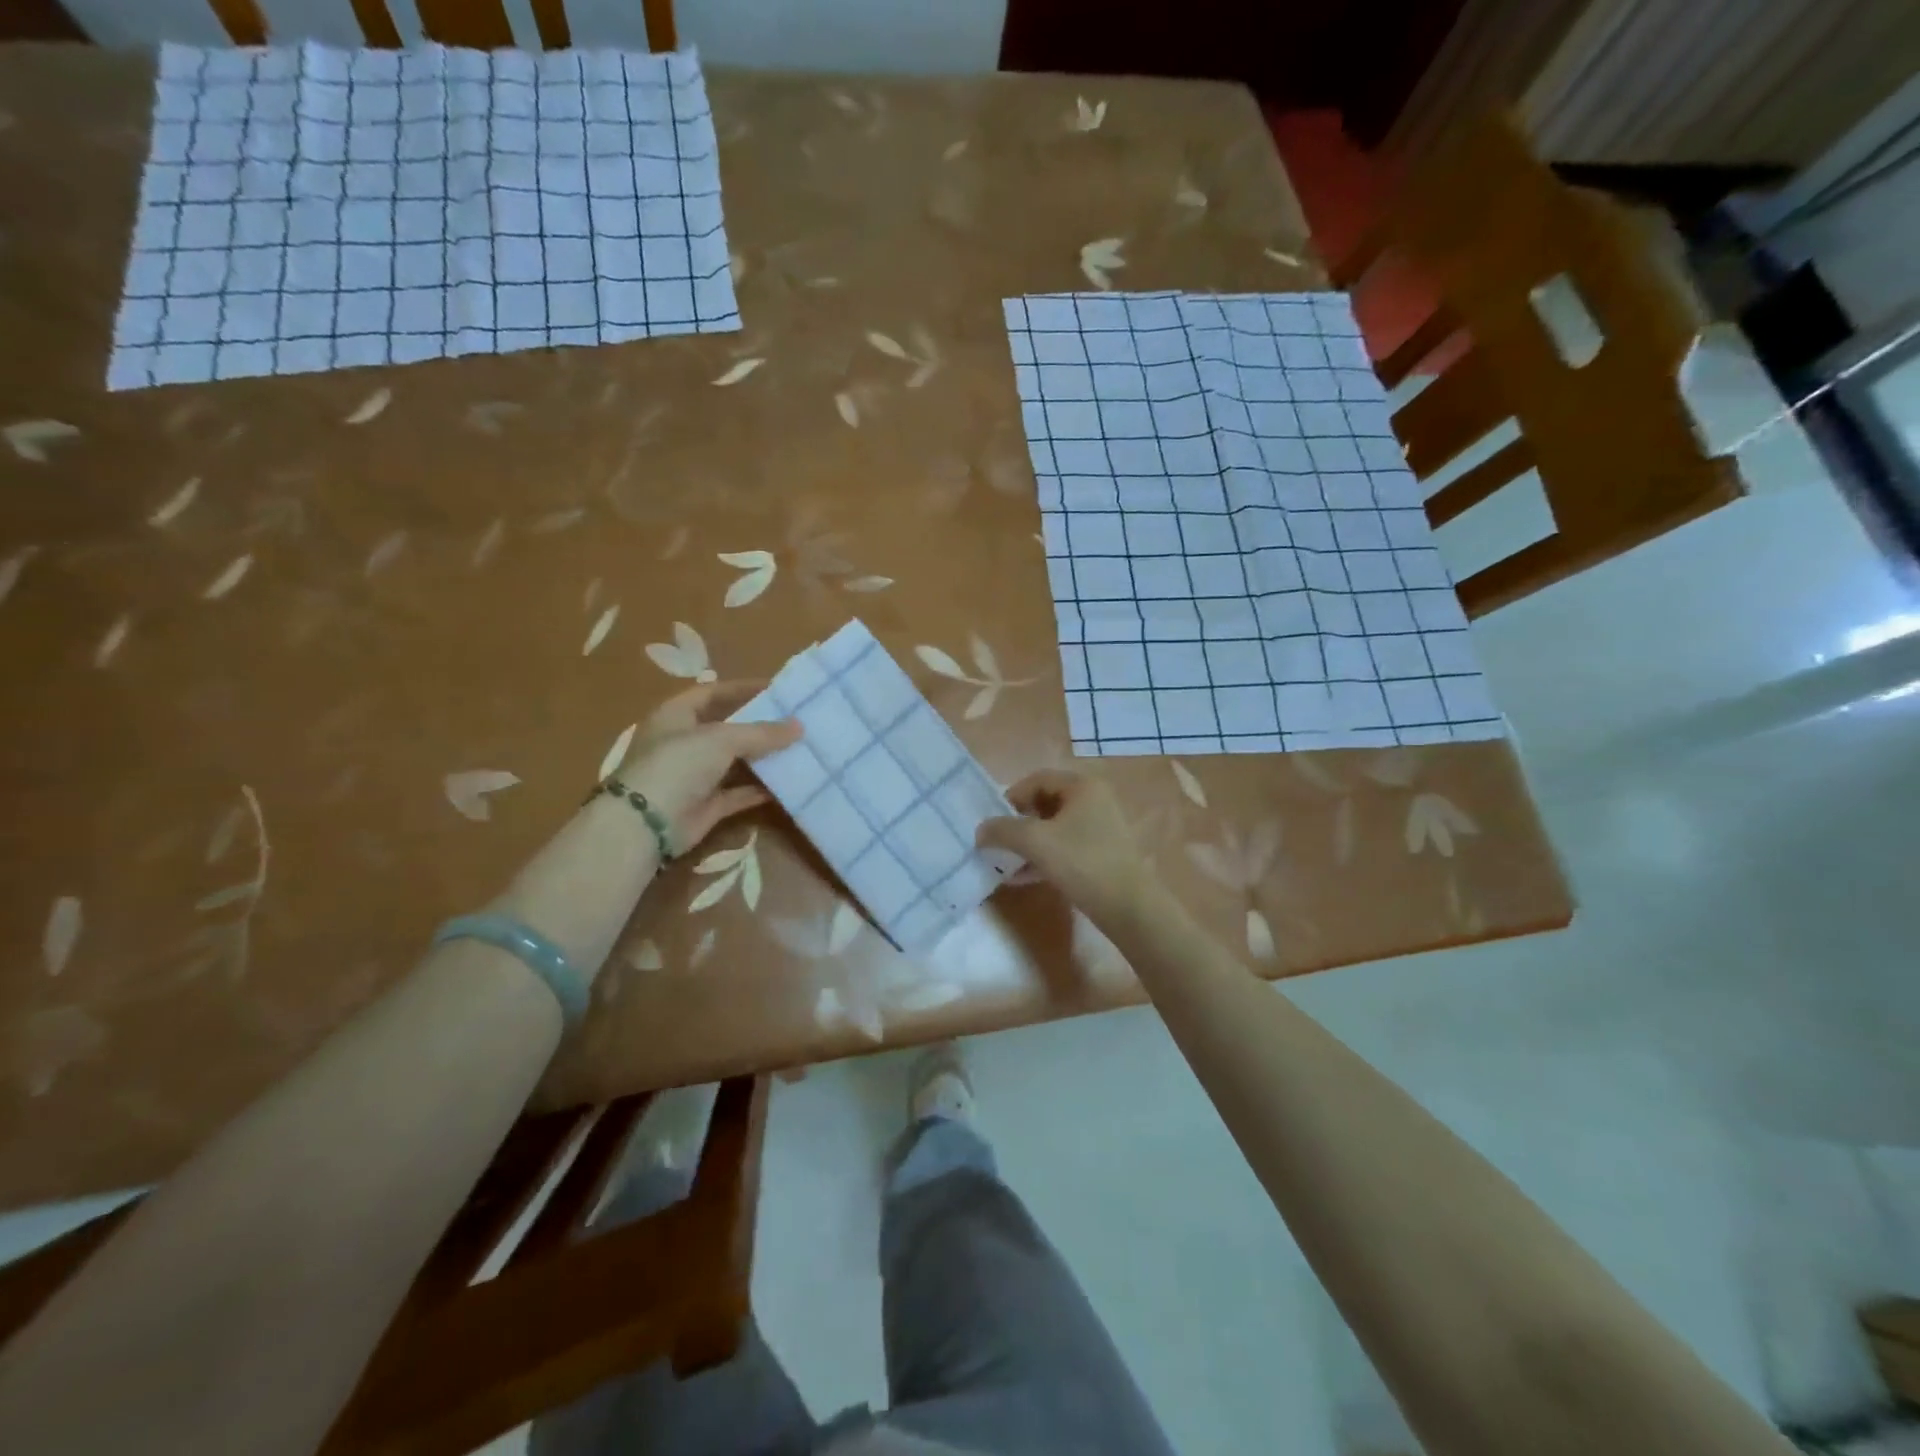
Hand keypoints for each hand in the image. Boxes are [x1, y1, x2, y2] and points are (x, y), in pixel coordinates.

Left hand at [615, 682, 800, 854]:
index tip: (777, 689)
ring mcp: (695, 776)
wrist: (647, 824)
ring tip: (799, 748)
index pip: (712, 693)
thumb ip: (761, 732)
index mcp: (676, 716)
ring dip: (763, 757)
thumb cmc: (678, 765)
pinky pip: (739, 792)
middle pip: (727, 728)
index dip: (743, 688)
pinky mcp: (706, 805)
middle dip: (759, 724)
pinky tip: (788, 781)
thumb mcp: (721, 739)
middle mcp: (684, 743)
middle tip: (795, 719)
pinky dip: (760, 788)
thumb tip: (799, 726)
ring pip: (735, 762)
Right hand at [977, 770, 1152, 925]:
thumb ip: (1003, 831)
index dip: (1010, 797)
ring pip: (1053, 828)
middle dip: (1017, 823)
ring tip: (1005, 863)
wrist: (1128, 906)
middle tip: (999, 842)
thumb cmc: (1082, 862)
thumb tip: (980, 831)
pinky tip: (1022, 877)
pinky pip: (1064, 847)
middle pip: (1044, 803)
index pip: (1036, 779)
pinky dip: (1043, 857)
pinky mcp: (1100, 853)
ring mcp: (1100, 827)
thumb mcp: (1035, 842)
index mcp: (1082, 786)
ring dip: (1027, 843)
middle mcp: (1094, 800)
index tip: (994, 822)